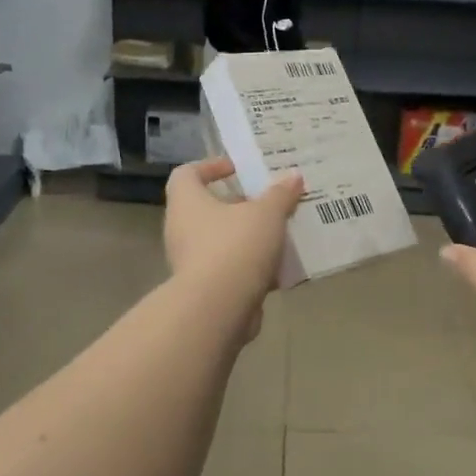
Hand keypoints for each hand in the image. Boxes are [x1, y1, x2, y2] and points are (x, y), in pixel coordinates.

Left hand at [163, 157, 304, 325]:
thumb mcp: (266, 213)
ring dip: (249, 236)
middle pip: (208, 208)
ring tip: (281, 232)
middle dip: (240, 204)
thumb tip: (293, 176)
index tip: (238, 169)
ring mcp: (191, 261)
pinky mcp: (206, 288)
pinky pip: (231, 268)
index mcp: (187, 203)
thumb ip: (280, 194)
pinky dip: (252, 266)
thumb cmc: (236, 246)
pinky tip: (281, 267)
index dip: (210, 167)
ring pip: (222, 240)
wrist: (219, 308)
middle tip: (270, 201)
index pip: (187, 174)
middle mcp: (182, 229)